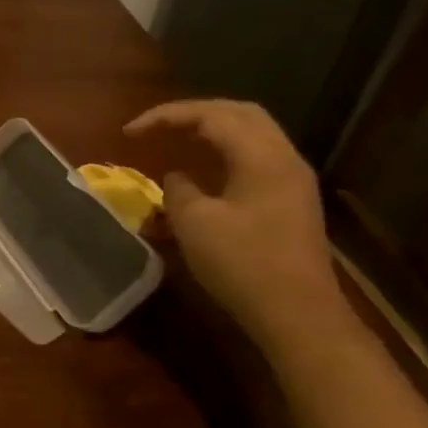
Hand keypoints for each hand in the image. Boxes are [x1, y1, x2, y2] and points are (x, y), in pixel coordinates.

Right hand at [125, 100, 347, 351]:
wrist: (298, 314)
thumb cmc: (243, 265)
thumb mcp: (195, 224)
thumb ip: (179, 190)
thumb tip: (177, 177)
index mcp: (261, 156)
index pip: (211, 116)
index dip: (166, 116)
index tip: (129, 132)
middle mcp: (283, 158)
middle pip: (240, 114)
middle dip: (194, 114)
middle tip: (158, 127)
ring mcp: (292, 180)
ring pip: (252, 135)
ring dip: (213, 131)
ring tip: (178, 140)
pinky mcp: (292, 202)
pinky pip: (257, 158)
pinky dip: (226, 153)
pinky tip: (206, 171)